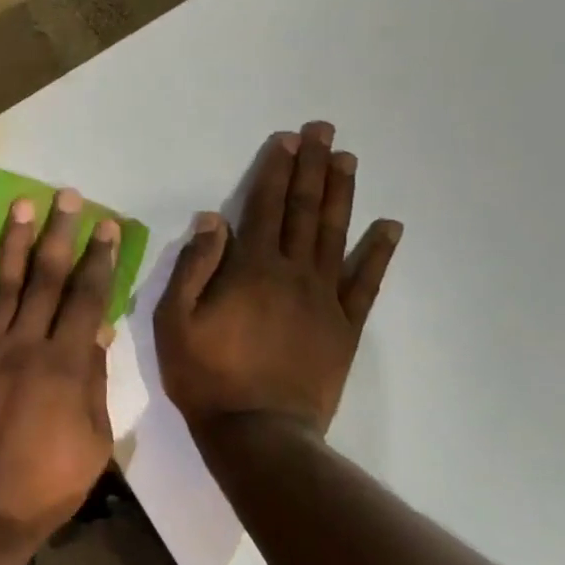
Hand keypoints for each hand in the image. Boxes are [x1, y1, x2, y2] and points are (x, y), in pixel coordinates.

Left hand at [0, 189, 118, 542]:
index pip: (86, 298)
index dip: (98, 259)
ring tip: (23, 206)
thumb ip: (94, 381)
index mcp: (65, 363)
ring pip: (3, 285)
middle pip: (46, 279)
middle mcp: (25, 344)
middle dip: (59, 234)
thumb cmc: (47, 483)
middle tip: (66, 196)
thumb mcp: (93, 440)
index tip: (105, 226)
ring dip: (14, 243)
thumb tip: (98, 330)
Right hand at [157, 121, 400, 433]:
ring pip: (336, 236)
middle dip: (313, 168)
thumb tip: (213, 220)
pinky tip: (390, 227)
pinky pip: (366, 283)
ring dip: (342, 195)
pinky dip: (379, 253)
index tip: (287, 140)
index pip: (265, 208)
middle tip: (325, 131)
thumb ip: (194, 267)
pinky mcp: (344, 327)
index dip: (275, 171)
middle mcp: (293, 273)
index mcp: (251, 269)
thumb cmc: (206, 375)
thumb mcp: (175, 321)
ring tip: (348, 161)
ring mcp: (325, 299)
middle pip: (305, 211)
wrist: (258, 432)